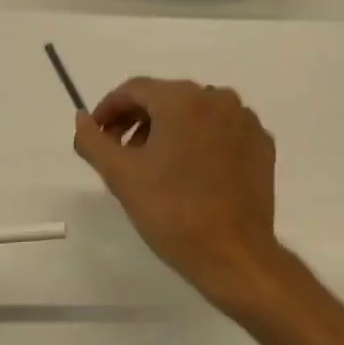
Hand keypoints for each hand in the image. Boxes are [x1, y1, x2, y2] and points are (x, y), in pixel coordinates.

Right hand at [73, 78, 298, 315]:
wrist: (233, 254)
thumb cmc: (172, 212)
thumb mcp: (121, 175)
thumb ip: (92, 140)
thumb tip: (82, 118)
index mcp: (183, 99)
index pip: (135, 90)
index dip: (109, 109)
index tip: (97, 135)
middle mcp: (218, 98)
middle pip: (166, 98)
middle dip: (138, 121)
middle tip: (120, 153)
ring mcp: (245, 121)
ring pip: (196, 113)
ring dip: (169, 130)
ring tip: (153, 165)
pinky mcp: (262, 145)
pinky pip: (222, 131)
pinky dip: (201, 142)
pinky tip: (190, 172)